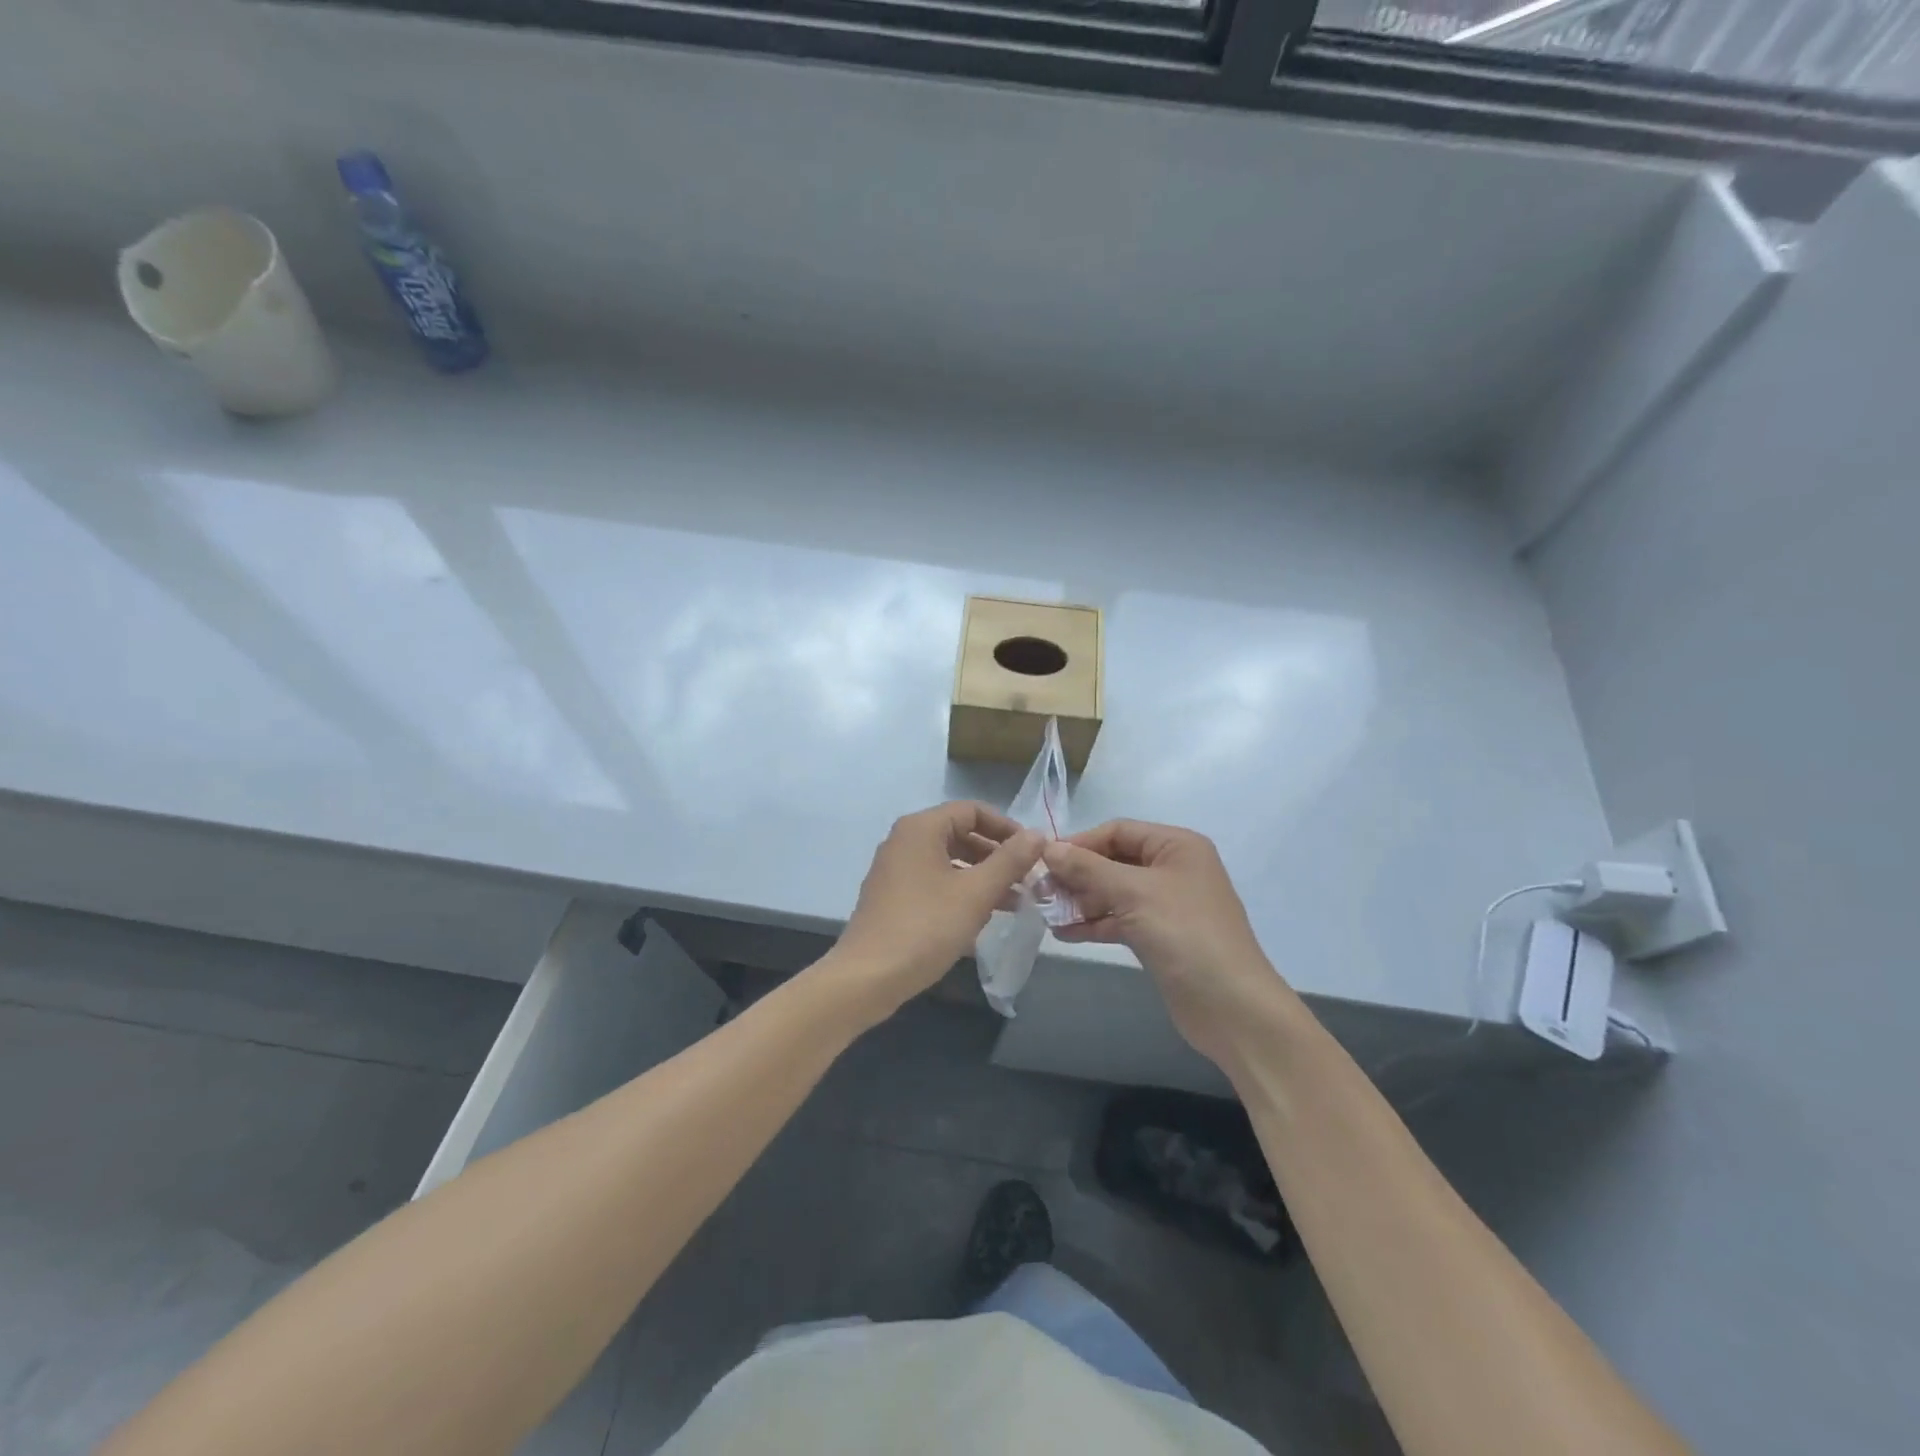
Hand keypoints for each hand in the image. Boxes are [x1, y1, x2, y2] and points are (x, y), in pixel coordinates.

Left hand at [828, 802, 1042, 1022]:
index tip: (1032, 853)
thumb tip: (1038, 834)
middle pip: (960, 834)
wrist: (867, 977)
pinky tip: (982, 916)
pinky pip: (934, 881)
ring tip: (1014, 901)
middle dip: (996, 855)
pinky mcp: (893, 896)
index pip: (972, 810)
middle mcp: (904, 840)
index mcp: (921, 828)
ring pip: (949, 860)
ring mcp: (895, 869)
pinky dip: (960, 891)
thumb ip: (1009, 861)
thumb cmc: (925, 927)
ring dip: (981, 876)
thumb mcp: (976, 893)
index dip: (1006, 827)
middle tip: (1027, 879)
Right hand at [1042, 821, 1285, 1065]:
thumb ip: (1088, 868)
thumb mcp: (1134, 893)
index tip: (1043, 861)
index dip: (1080, 843)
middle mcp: (1172, 869)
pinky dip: (1094, 923)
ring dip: (1081, 901)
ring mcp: (1167, 905)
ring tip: (1045, 913)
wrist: (1231, 1006)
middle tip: (1039, 891)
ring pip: (1114, 892)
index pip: (1118, 831)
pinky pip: (1120, 920)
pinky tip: (1064, 933)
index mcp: (1176, 846)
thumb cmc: (1185, 935)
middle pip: (1114, 861)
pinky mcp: (1160, 936)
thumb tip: (1048, 847)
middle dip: (1077, 875)